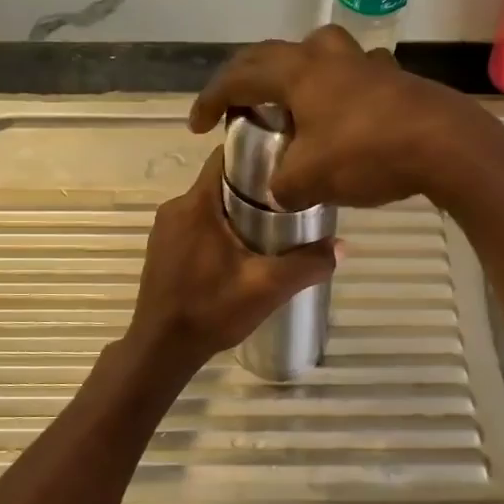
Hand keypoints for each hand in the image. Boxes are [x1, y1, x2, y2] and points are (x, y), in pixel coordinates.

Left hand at [125, 148, 337, 371]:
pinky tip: (239, 253)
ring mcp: (164, 229)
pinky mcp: (162, 249)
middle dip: (252, 188)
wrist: (161, 349)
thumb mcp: (267, 288)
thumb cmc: (211, 310)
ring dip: (235, 211)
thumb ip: (307, 264)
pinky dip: (217, 229)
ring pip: (207, 204)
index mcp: (196, 204)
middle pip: (219, 181)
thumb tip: (342, 246)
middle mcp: (175, 207)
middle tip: (287, 204)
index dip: (256, 154)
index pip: (224, 156)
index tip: (285, 165)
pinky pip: (195, 224)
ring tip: (269, 229)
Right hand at [188, 25, 503, 210]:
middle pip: (274, 55)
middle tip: (235, 105)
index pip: (239, 75)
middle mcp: (328, 56)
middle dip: (247, 79)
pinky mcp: (394, 77)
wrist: (447, 146)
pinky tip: (340, 118)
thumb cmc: (367, 153)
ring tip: (289, 105)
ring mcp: (365, 62)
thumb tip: (283, 189)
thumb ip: (283, 186)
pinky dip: (332, 92)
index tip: (197, 124)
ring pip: (317, 57)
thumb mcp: (310, 180)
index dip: (211, 98)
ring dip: (294, 77)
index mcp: (298, 71)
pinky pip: (350, 76)